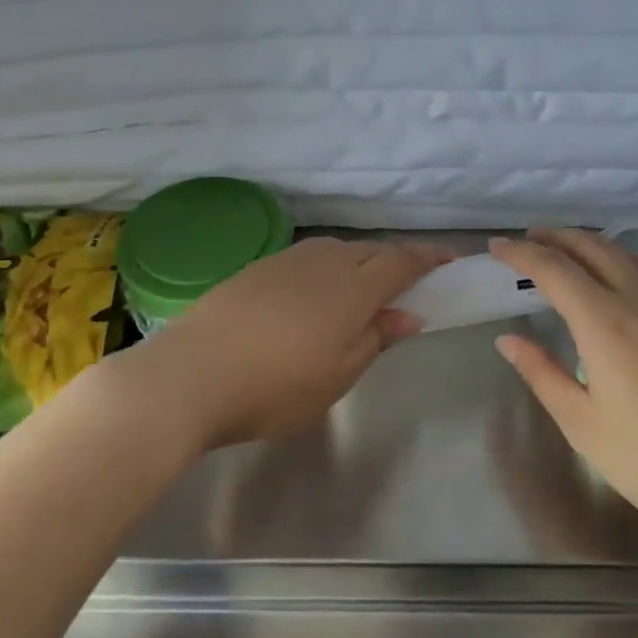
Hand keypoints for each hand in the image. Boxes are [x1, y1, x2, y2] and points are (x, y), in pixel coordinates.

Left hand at [107, 237, 450, 450]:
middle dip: (394, 260)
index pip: (400, 262)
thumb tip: (408, 315)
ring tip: (360, 286)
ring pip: (334, 249)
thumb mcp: (337, 376)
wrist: (189, 376)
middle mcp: (321, 264)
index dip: (427, 258)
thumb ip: (375, 339)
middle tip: (407, 282)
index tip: (449, 260)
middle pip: (368, 250)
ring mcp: (283, 263)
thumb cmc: (274, 388)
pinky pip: (304, 257)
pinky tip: (312, 292)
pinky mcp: (253, 270)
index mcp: (350, 290)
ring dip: (358, 260)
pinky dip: (324, 266)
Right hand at [491, 230, 637, 543]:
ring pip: (628, 258)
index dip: (521, 254)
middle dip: (557, 238)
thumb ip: (541, 372)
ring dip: (591, 245)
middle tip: (527, 239)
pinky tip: (613, 283)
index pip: (555, 271)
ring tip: (565, 251)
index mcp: (607, 325)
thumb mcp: (580, 422)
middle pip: (595, 250)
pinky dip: (621, 264)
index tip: (496, 247)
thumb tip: (507, 340)